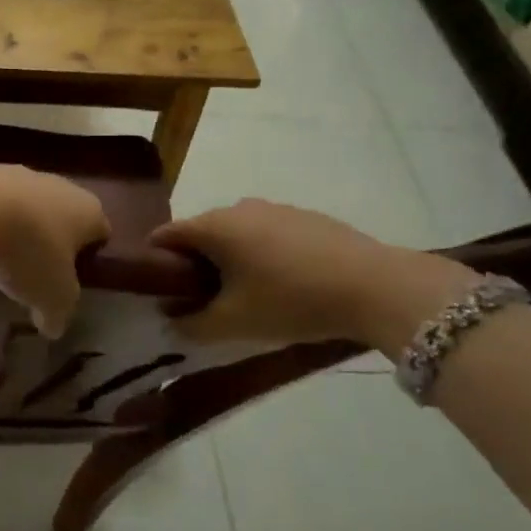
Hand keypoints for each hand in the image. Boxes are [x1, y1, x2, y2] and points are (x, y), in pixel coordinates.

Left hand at [0, 159, 108, 337]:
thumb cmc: (29, 251)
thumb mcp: (52, 297)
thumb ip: (59, 314)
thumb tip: (53, 326)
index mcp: (90, 211)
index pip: (101, 234)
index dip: (89, 259)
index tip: (70, 281)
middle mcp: (62, 185)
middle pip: (63, 217)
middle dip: (51, 242)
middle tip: (35, 272)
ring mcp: (23, 173)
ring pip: (29, 207)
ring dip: (19, 229)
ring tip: (0, 259)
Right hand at [150, 199, 473, 347]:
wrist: (375, 285)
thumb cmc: (291, 300)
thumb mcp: (235, 323)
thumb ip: (192, 324)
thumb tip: (170, 319)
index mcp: (214, 226)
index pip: (166, 235)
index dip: (155, 262)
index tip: (159, 290)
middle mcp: (239, 207)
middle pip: (201, 233)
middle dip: (194, 263)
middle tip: (201, 299)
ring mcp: (276, 208)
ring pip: (236, 233)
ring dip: (230, 259)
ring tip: (245, 294)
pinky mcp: (306, 217)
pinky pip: (267, 233)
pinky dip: (261, 254)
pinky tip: (282, 283)